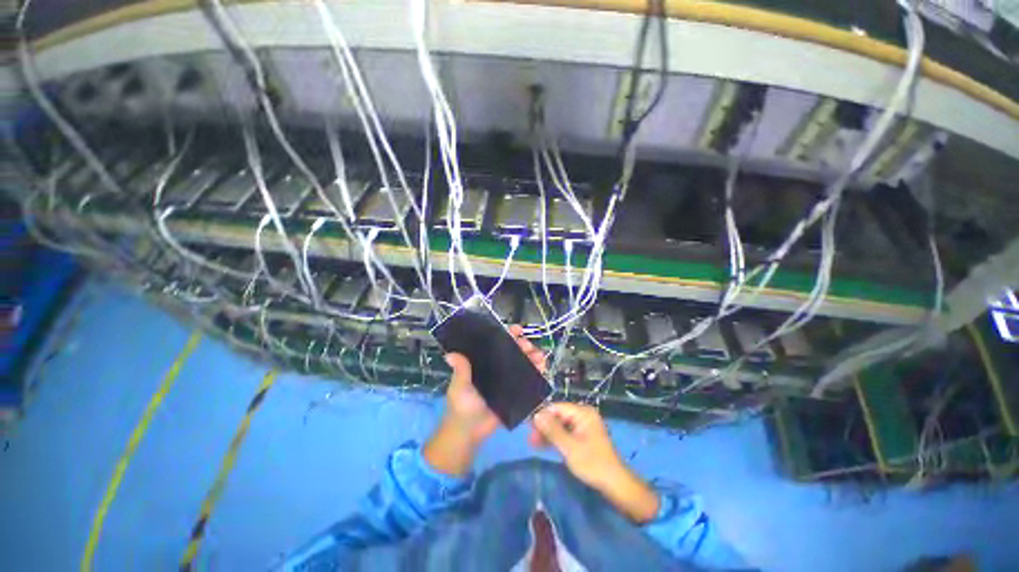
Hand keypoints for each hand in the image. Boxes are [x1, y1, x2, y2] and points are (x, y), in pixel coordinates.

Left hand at [444, 325, 546, 442]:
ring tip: (540, 357)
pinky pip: (528, 381)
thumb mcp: (460, 387)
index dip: (508, 334)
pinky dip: (537, 374)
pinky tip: (543, 369)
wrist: (469, 433)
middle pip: (514, 351)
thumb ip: (460, 371)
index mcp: (484, 361)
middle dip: (524, 345)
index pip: (497, 343)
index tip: (517, 330)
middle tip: (528, 346)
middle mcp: (497, 367)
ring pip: (523, 364)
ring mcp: (508, 380)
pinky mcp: (516, 393)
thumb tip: (450, 354)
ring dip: (533, 357)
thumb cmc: (462, 406)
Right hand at [531, 403, 659, 522]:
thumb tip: (536, 415)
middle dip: (544, 427)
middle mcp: (583, 416)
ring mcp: (583, 427)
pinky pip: (566, 433)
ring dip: (548, 434)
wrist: (615, 484)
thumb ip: (552, 430)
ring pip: (560, 426)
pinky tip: (544, 446)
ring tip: (533, 444)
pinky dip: (556, 439)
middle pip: (558, 416)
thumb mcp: (569, 447)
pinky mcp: (583, 437)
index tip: (528, 427)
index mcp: (582, 413)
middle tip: (530, 439)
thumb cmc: (592, 463)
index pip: (557, 408)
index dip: (542, 416)